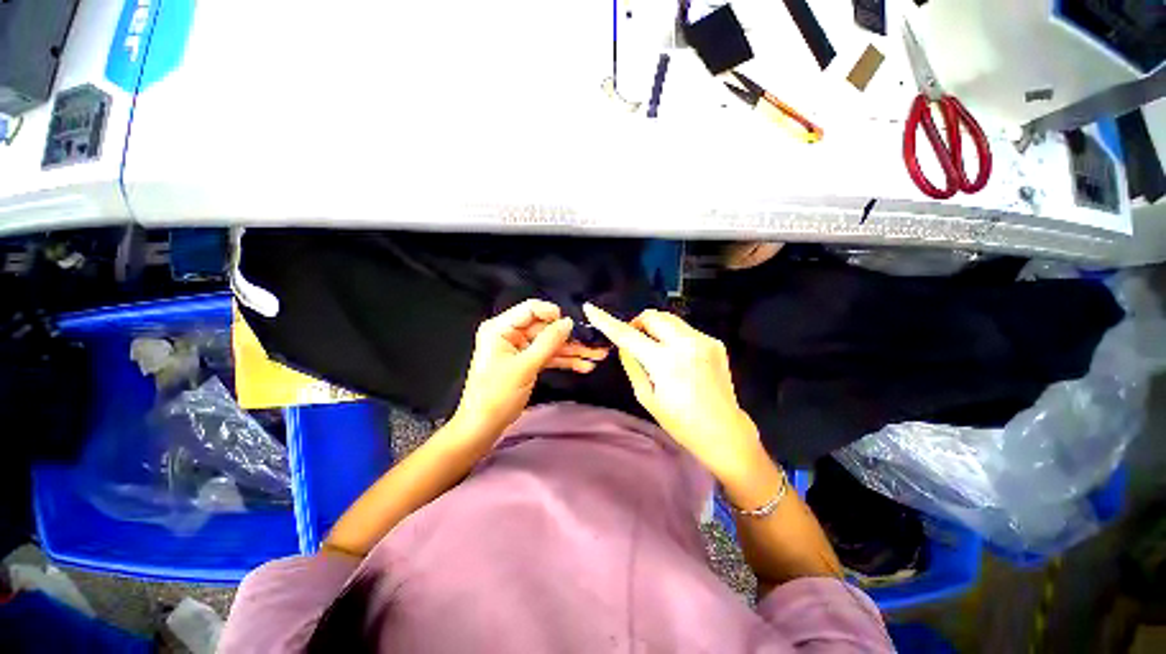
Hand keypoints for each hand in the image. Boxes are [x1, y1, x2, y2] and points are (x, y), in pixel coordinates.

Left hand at [452, 299, 607, 439]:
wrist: (483, 426)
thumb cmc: (497, 395)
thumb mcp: (525, 366)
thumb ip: (548, 342)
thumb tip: (568, 322)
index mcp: (500, 328)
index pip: (530, 309)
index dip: (553, 314)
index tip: (572, 325)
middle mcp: (510, 334)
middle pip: (545, 328)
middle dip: (569, 338)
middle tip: (594, 344)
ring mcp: (519, 348)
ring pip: (550, 343)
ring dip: (572, 351)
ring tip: (596, 356)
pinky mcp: (526, 362)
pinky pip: (548, 356)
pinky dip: (564, 361)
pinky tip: (583, 366)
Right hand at [582, 303, 764, 479]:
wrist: (724, 431)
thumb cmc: (681, 422)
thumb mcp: (647, 397)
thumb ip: (632, 365)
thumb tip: (624, 345)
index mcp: (665, 362)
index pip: (628, 334)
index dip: (607, 320)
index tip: (591, 308)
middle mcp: (686, 344)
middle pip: (652, 316)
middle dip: (638, 323)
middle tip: (635, 341)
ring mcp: (704, 340)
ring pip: (669, 318)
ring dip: (656, 328)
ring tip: (656, 349)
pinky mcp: (715, 342)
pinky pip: (685, 329)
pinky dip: (673, 336)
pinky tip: (677, 356)